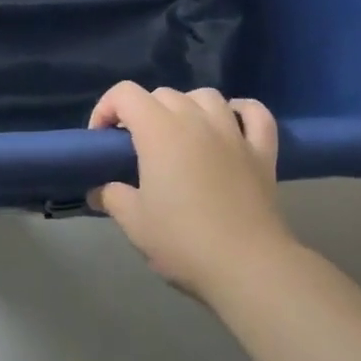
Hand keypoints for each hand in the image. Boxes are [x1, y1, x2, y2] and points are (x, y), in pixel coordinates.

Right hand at [87, 83, 297, 302]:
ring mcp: (232, 132)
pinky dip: (241, 112)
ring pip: (206, 96)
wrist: (247, 267)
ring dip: (188, 107)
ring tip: (182, 134)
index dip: (107, 108)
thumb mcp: (135, 223)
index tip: (102, 140)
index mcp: (159, 130)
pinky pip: (255, 114)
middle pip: (164, 94)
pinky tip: (233, 125)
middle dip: (143, 112)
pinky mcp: (261, 151)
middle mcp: (196, 119)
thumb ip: (112, 197)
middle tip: (138, 147)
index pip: (125, 93)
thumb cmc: (183, 241)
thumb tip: (99, 190)